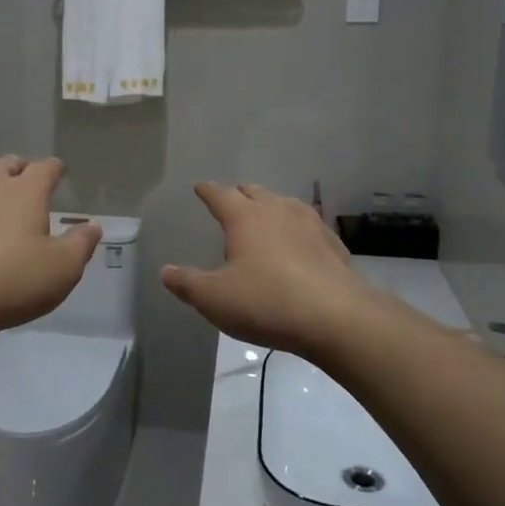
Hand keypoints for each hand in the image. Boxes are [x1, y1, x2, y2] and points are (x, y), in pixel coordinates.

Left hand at [0, 156, 102, 342]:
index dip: (55, 170)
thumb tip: (93, 226)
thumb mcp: (62, 269)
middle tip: (27, 186)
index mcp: (24, 191)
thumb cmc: (11, 281)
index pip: (45, 168)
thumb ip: (81, 244)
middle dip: (19, 171)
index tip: (60, 174)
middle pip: (6, 164)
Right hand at [162, 183, 381, 361]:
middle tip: (231, 199)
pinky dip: (296, 229)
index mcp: (246, 218)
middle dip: (240, 194)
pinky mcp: (334, 245)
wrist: (338, 318)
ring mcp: (311, 225)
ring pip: (285, 205)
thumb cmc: (267, 302)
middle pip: (255, 193)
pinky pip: (308, 226)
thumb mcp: (215, 298)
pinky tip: (299, 244)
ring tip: (264, 217)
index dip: (208, 191)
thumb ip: (187, 283)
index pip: (221, 195)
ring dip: (271, 207)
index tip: (200, 187)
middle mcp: (278, 211)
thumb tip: (166, 271)